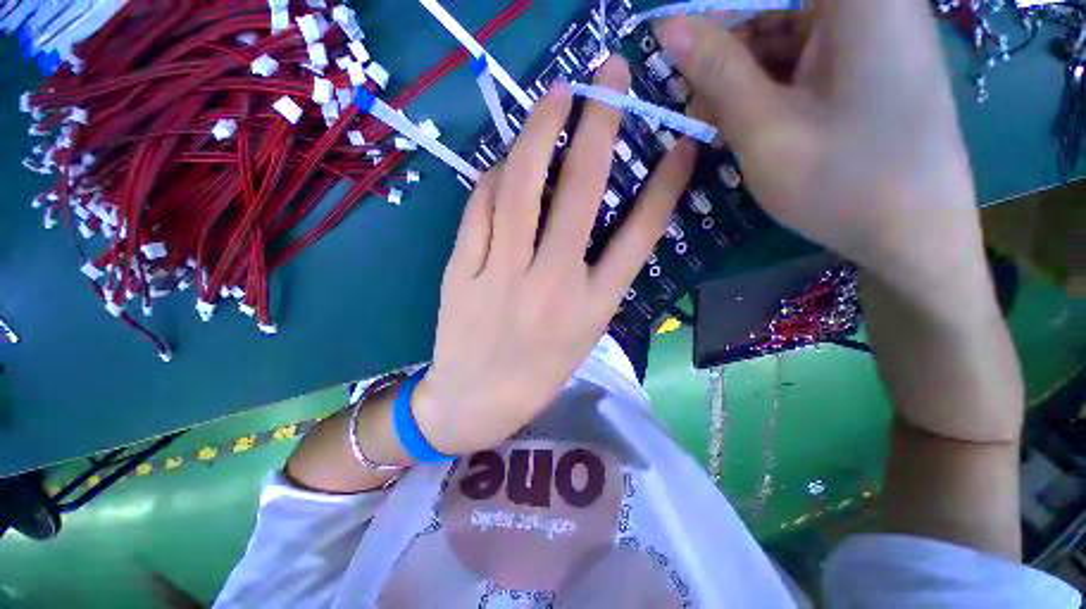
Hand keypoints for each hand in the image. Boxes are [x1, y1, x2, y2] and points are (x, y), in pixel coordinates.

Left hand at [413, 58, 696, 455]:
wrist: (476, 403)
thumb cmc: (537, 373)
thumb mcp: (583, 333)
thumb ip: (594, 277)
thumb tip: (587, 213)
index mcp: (592, 308)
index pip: (639, 236)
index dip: (663, 186)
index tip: (679, 146)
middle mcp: (552, 286)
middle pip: (580, 193)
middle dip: (599, 125)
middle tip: (608, 76)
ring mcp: (501, 277)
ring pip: (519, 188)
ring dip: (539, 132)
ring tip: (556, 96)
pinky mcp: (460, 273)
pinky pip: (479, 210)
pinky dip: (494, 177)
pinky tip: (505, 162)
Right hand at [659, 2, 984, 292]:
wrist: (914, 236)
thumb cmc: (841, 181)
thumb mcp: (764, 127)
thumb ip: (716, 70)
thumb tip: (668, 26)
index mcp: (859, 0)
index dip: (716, 11)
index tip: (677, 46)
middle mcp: (873, 3)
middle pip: (778, 2)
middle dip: (728, 44)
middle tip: (694, 97)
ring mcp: (875, 32)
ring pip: (787, 29)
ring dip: (743, 71)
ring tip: (713, 119)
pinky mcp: (871, 63)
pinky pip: (805, 55)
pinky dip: (769, 83)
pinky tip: (746, 118)